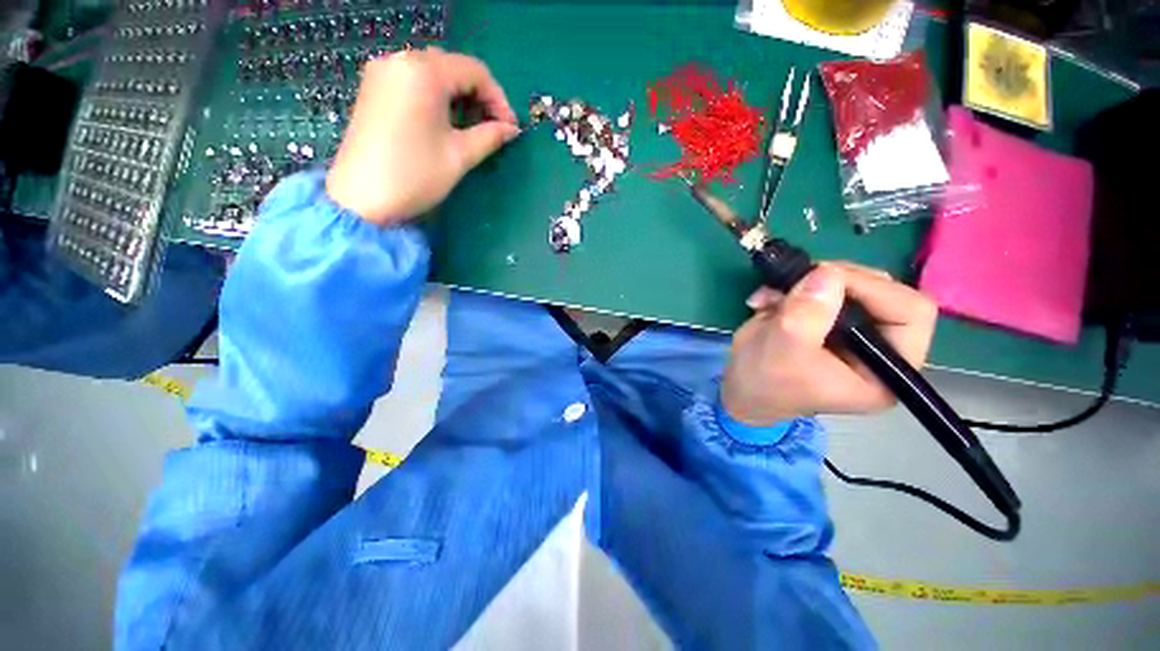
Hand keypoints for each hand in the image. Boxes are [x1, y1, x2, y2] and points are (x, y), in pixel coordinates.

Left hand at [326, 47, 519, 224]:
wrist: (362, 198)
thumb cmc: (416, 175)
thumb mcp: (460, 156)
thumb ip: (490, 136)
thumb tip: (511, 130)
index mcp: (424, 72)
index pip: (474, 71)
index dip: (499, 99)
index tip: (510, 128)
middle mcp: (400, 60)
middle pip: (453, 67)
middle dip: (479, 96)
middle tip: (493, 128)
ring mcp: (383, 73)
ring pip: (433, 73)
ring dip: (458, 97)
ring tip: (472, 128)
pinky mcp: (373, 88)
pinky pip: (414, 81)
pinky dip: (436, 97)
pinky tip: (445, 122)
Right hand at [721, 262, 937, 425]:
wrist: (738, 388)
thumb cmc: (765, 381)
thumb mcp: (785, 349)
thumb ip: (808, 313)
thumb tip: (826, 272)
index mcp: (886, 369)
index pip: (911, 312)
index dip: (872, 288)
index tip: (824, 279)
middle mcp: (877, 346)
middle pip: (881, 290)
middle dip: (832, 281)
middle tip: (795, 282)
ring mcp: (850, 329)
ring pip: (846, 283)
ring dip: (803, 283)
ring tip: (770, 297)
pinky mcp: (825, 318)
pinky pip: (818, 286)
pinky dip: (789, 287)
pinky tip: (765, 301)